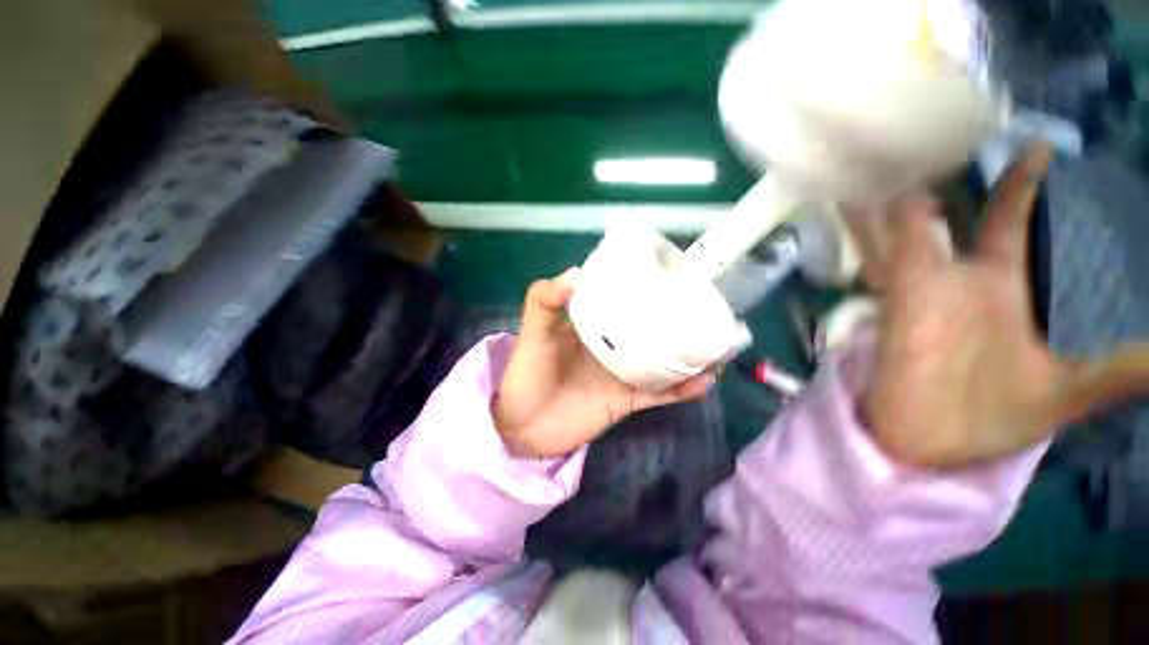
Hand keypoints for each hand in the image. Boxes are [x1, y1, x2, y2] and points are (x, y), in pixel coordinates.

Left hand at [494, 268, 715, 457]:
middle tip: (704, 306)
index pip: (622, 300)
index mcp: (593, 324)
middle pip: (649, 329)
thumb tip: (578, 271)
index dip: (643, 288)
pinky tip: (705, 380)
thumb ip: (545, 299)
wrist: (523, 428)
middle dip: (675, 319)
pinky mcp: (627, 400)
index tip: (669, 274)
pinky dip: (681, 388)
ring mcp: (622, 373)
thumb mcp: (533, 331)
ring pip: (661, 360)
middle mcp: (612, 345)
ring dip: (687, 353)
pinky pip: (660, 393)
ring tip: (716, 342)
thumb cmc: (526, 374)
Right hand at [866, 144, 1148, 467]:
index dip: (1039, 188)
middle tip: (963, 123)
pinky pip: (889, 243)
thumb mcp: (1077, 390)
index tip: (1043, 145)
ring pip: (921, 220)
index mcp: (1015, 289)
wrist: (926, 440)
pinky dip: (875, 218)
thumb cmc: (998, 415)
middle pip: (977, 215)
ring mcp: (935, 280)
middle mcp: (974, 276)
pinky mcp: (904, 292)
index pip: (1031, 227)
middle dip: (973, 174)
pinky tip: (868, 189)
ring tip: (904, 142)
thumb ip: (1131, 364)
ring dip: (910, 185)